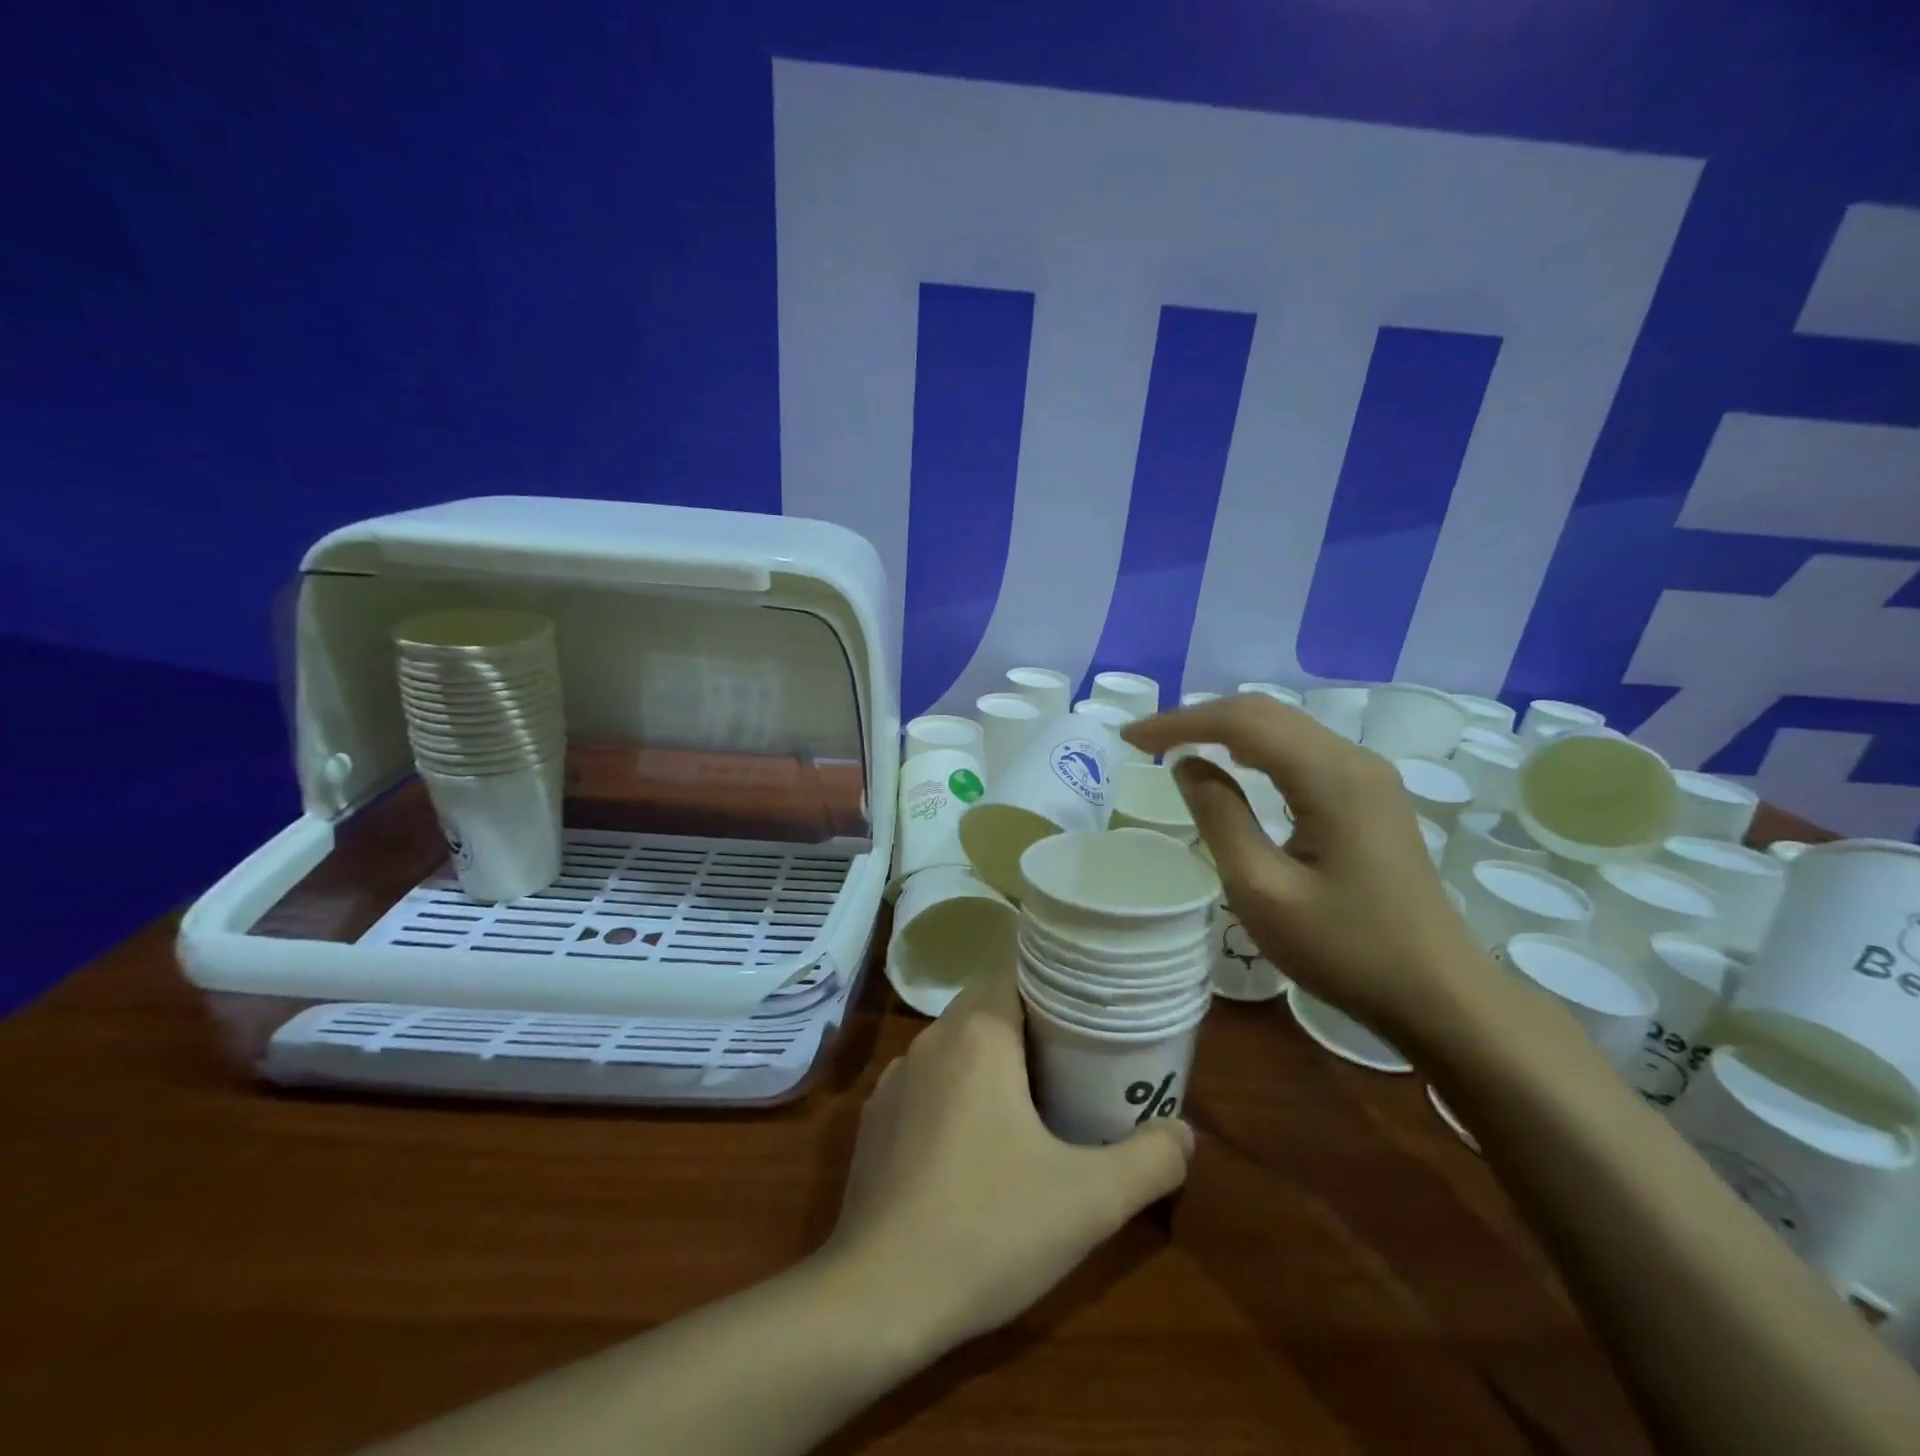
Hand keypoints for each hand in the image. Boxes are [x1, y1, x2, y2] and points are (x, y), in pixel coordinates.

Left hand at [826, 971, 1191, 1354]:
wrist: (879, 1296)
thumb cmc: (989, 1229)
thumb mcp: (1089, 1201)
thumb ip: (1150, 1161)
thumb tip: (1184, 1133)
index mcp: (979, 1036)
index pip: (1017, 977)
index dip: (1054, 992)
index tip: (1086, 1020)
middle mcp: (931, 1040)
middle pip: (985, 1006)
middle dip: (1027, 1025)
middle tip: (1071, 1062)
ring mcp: (895, 1079)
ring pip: (953, 1044)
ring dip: (988, 1058)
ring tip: (1029, 1100)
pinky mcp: (875, 1118)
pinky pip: (925, 1081)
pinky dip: (952, 1091)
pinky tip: (972, 1144)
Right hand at [1125, 694, 1492, 1041]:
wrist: (1440, 995)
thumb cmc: (1345, 949)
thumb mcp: (1262, 890)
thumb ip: (1219, 817)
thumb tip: (1187, 765)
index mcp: (1330, 776)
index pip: (1241, 721)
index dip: (1179, 722)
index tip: (1130, 739)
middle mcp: (1354, 759)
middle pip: (1265, 713)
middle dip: (1199, 719)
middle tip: (1145, 742)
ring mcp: (1369, 776)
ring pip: (1285, 728)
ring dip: (1226, 730)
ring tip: (1176, 747)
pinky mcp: (1372, 796)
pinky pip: (1302, 751)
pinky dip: (1255, 749)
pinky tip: (1233, 765)